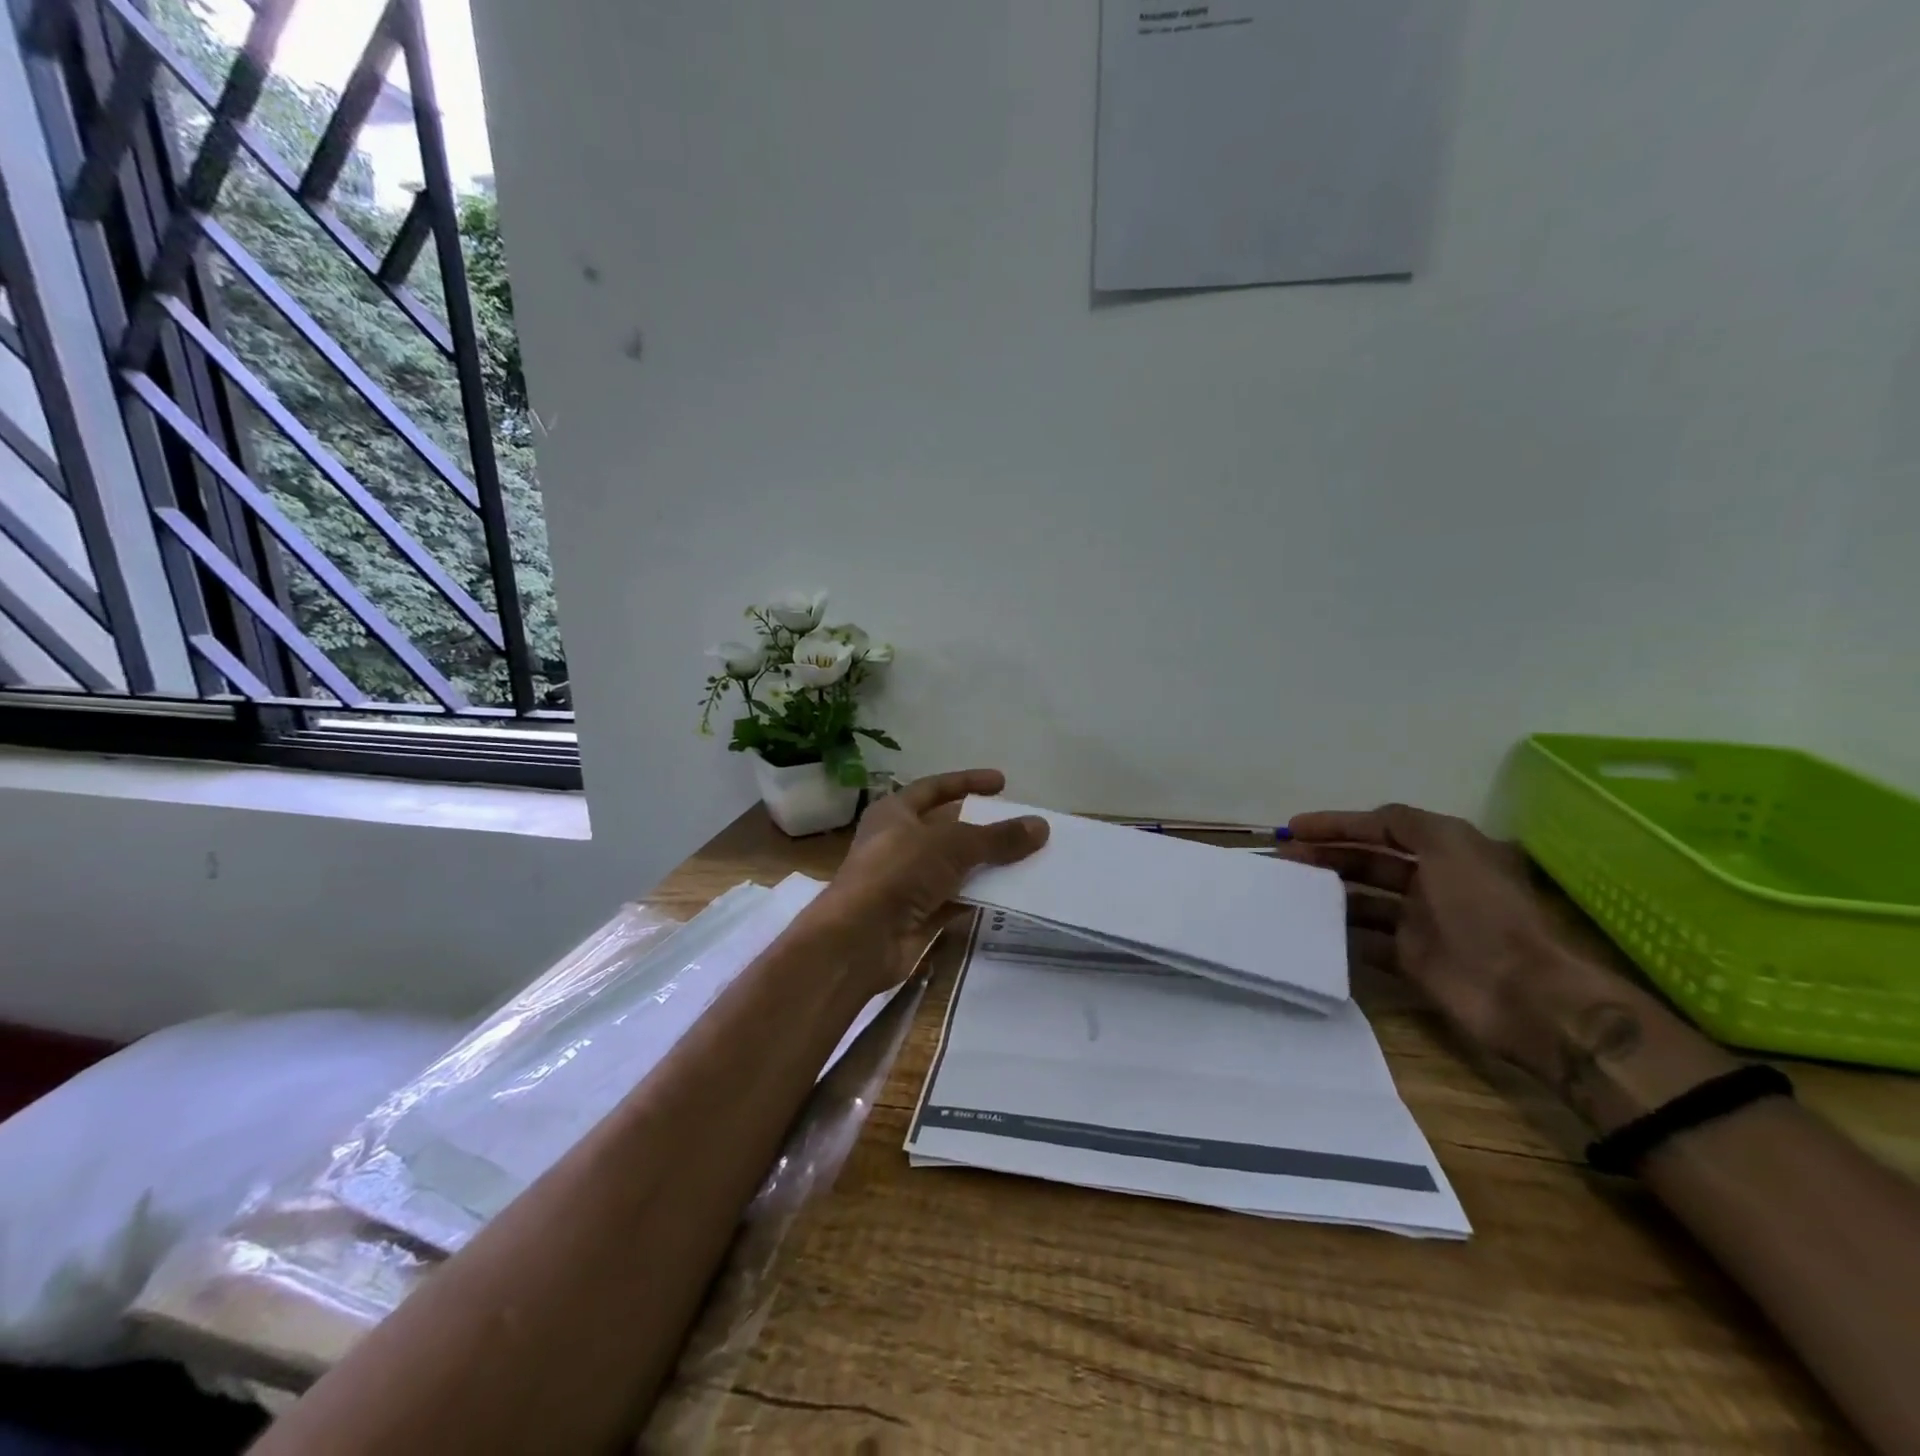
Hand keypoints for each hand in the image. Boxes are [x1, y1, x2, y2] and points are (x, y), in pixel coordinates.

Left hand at [803, 769, 1048, 998]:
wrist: (861, 939)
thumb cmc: (898, 872)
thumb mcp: (951, 844)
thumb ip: (997, 837)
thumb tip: (1041, 826)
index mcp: (894, 813)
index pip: (935, 788)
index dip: (967, 782)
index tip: (1002, 783)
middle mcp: (899, 843)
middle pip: (948, 829)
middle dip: (983, 827)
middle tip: (1022, 825)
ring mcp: (908, 881)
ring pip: (955, 866)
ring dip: (987, 863)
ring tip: (1029, 858)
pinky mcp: (919, 915)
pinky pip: (957, 899)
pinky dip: (981, 895)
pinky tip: (1012, 893)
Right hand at [1275, 803, 1626, 1086]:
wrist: (1521, 992)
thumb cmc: (1483, 910)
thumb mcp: (1451, 846)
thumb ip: (1407, 823)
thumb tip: (1368, 818)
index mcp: (1447, 852)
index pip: (1383, 827)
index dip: (1339, 824)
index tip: (1295, 829)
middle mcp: (1432, 883)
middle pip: (1369, 861)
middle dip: (1327, 855)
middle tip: (1285, 860)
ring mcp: (1421, 923)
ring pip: (1362, 899)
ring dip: (1328, 892)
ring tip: (1290, 892)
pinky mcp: (1410, 960)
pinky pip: (1365, 940)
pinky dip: (1339, 934)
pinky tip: (1309, 928)